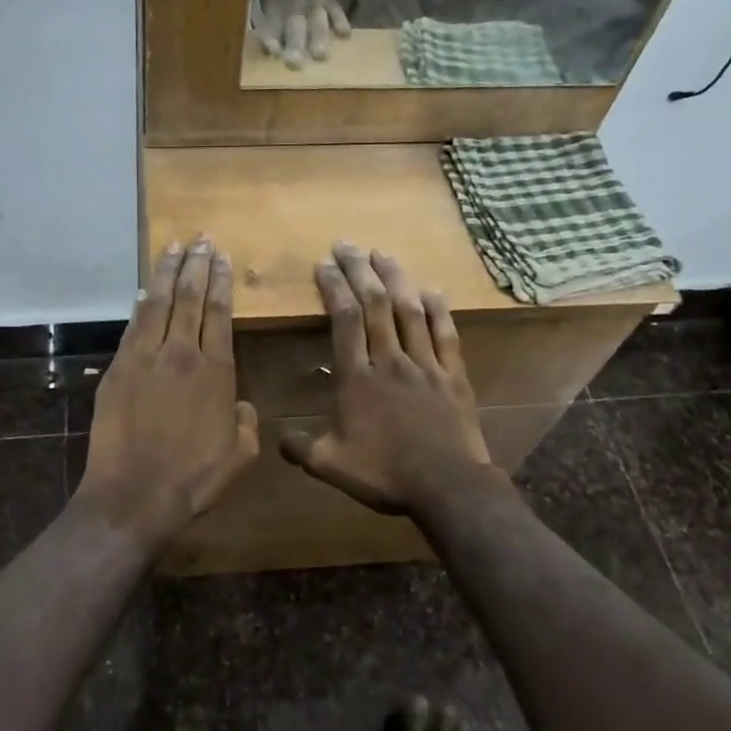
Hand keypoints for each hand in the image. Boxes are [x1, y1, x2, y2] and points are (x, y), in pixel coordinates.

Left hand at [77, 237, 259, 545]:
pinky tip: (144, 290)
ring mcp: (145, 359)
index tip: (221, 257)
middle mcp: (181, 354)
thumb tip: (240, 403)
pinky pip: (132, 327)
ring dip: (167, 273)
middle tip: (200, 239)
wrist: (134, 494)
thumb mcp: (240, 455)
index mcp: (216, 372)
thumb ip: (246, 422)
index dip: (221, 282)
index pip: (219, 314)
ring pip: (159, 304)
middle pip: (189, 298)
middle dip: (196, 265)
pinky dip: (140, 305)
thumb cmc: (193, 479)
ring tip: (173, 247)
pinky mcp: (117, 369)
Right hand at [279, 243, 495, 514]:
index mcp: (357, 378)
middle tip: (347, 245)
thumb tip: (278, 438)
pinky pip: (445, 333)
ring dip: (395, 278)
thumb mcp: (331, 466)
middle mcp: (390, 361)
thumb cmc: (385, 474)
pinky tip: (431, 289)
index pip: (344, 320)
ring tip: (382, 253)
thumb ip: (301, 448)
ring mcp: (425, 365)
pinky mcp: (453, 375)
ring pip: (409, 311)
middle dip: (359, 270)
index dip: (333, 288)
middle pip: (375, 304)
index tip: (324, 264)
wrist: (446, 486)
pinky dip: (438, 308)